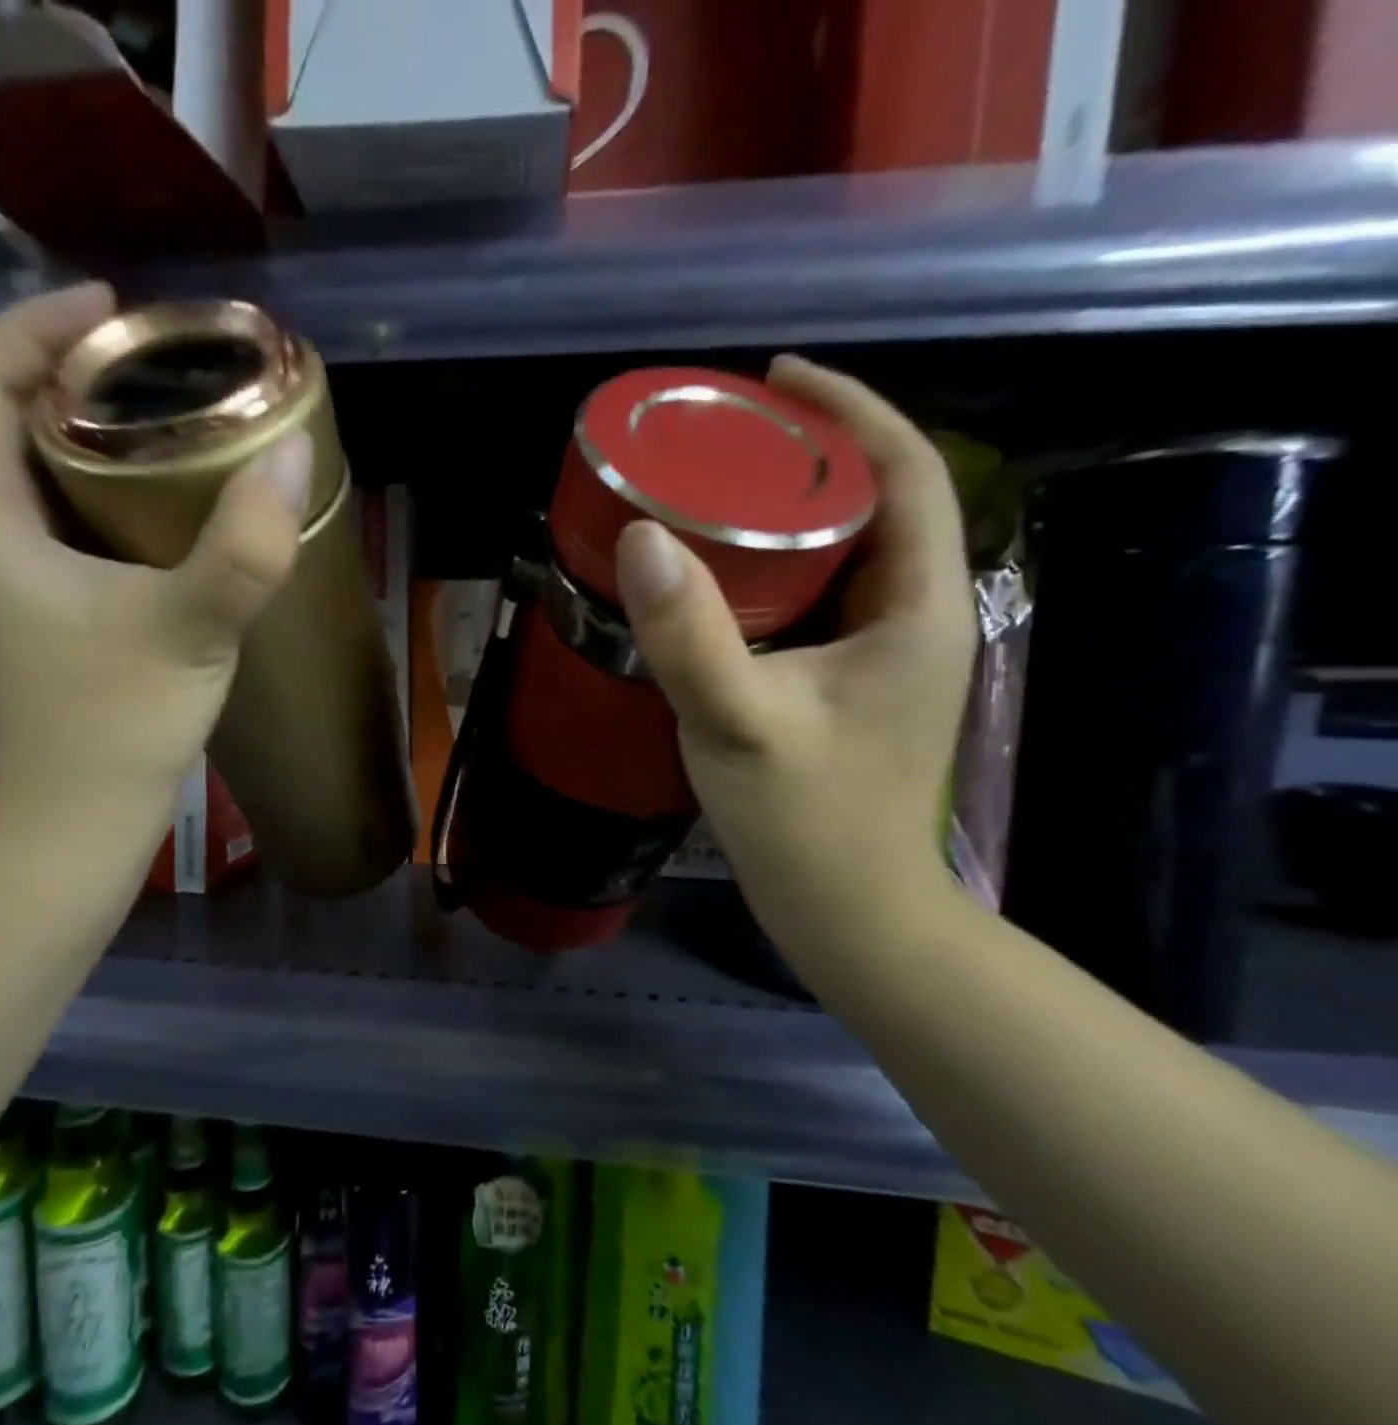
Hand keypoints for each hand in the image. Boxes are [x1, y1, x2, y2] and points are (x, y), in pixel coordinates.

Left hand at [0, 284, 313, 839]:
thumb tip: (295, 455)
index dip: (33, 327)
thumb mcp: (188, 631)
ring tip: (167, 425)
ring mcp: (7, 591)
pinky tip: (166, 518)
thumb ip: (246, 547)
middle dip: (67, 377)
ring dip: (87, 442)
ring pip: (32, 483)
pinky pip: (62, 533)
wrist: (67, 837)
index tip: (114, 310)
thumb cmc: (109, 732)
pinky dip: (104, 502)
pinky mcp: (41, 626)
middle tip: (154, 367)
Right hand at [615, 356, 975, 935]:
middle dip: (809, 454)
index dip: (850, 411)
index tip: (777, 379)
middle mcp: (911, 617)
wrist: (848, 914)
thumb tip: (639, 537)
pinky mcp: (847, 684)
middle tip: (726, 436)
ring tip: (715, 489)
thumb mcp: (740, 724)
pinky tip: (718, 575)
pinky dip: (773, 568)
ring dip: (789, 511)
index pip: (907, 472)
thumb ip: (691, 635)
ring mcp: (880, 654)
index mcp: (916, 607)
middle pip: (875, 503)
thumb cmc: (808, 824)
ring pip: (843, 553)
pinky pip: (815, 598)